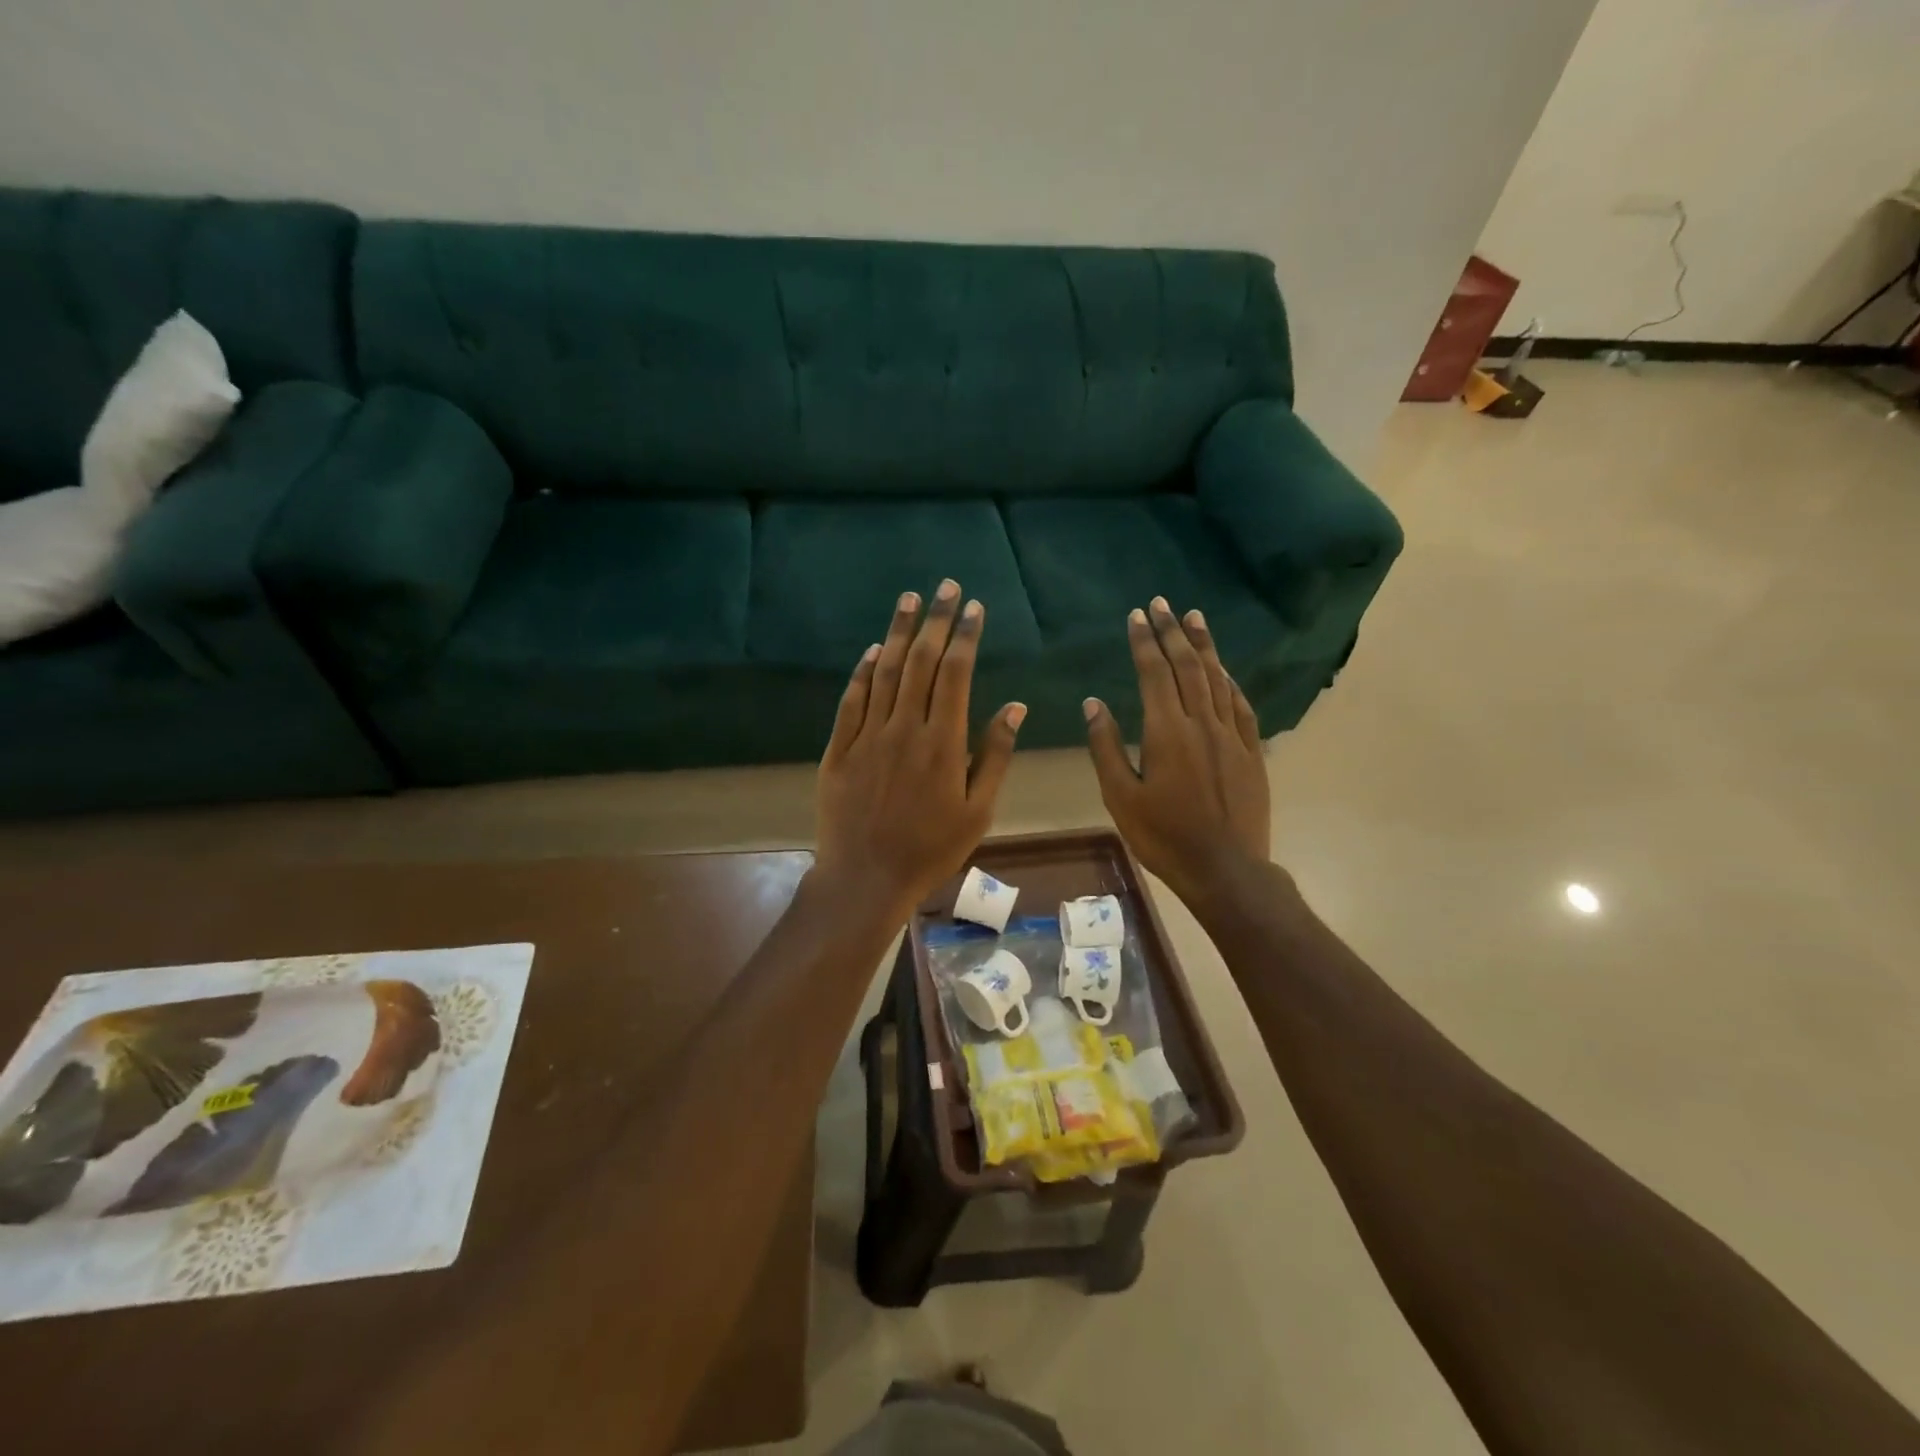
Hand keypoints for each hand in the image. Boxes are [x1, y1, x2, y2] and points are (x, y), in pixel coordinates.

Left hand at [814, 579, 1025, 916]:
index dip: (965, 637)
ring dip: (897, 633)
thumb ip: (995, 755)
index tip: (974, 608)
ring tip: (909, 600)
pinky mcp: (839, 749)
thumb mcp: (978, 811)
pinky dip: (862, 672)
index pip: (956, 674)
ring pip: (883, 672)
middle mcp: (904, 729)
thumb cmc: (931, 850)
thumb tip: (1014, 707)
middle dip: (935, 620)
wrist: (865, 878)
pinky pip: (851, 700)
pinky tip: (871, 650)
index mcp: (943, 743)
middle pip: (920, 662)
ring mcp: (867, 736)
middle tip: (945, 587)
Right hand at [1084, 597, 1271, 905]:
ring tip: (1194, 617)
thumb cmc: (1164, 836)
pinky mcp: (1251, 751)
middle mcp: (1201, 723)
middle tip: (1163, 603)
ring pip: (1217, 678)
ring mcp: (1231, 735)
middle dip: (1173, 632)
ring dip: (1203, 646)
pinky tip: (1223, 669)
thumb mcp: (1120, 797)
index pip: (1154, 673)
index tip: (1137, 615)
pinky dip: (1229, 681)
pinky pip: (1240, 705)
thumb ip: (1106, 747)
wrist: (1225, 869)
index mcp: (1166, 732)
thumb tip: (1094, 703)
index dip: (1145, 641)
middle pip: (1187, 666)